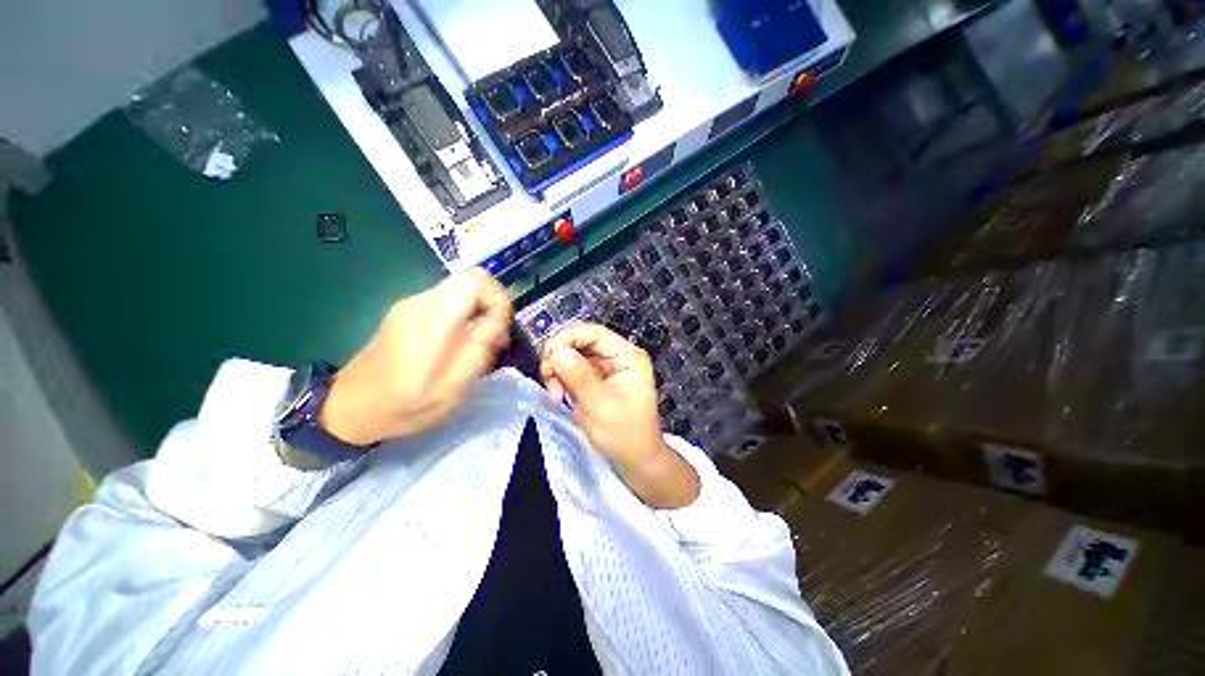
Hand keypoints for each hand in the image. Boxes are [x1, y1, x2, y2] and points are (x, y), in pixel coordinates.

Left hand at [319, 269, 512, 445]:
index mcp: (430, 320)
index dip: (498, 300)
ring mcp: (412, 304)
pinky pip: (451, 300)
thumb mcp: (452, 389)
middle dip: (494, 304)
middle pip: (472, 279)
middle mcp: (420, 302)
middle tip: (496, 337)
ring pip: (464, 289)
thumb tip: (498, 319)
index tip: (502, 330)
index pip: (476, 282)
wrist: (350, 408)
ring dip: (482, 310)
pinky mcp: (410, 311)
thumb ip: (480, 350)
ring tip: (483, 344)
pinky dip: (467, 314)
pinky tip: (464, 342)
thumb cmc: (404, 406)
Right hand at [540, 323, 699, 508]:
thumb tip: (557, 350)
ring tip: (555, 396)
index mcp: (627, 356)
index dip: (567, 338)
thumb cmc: (625, 435)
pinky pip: (571, 370)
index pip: (593, 333)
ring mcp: (605, 367)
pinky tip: (559, 398)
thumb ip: (580, 377)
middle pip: (579, 341)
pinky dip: (560, 381)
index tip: (548, 359)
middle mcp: (616, 356)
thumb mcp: (602, 407)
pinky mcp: (595, 379)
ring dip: (557, 371)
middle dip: (559, 358)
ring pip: (571, 355)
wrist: (636, 460)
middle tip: (548, 381)